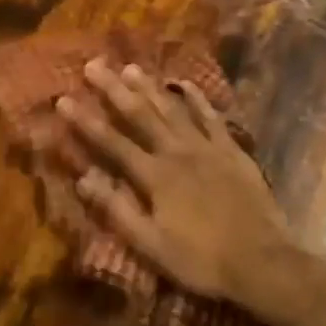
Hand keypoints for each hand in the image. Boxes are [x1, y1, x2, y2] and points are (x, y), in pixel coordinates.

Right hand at [56, 60, 304, 321]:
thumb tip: (84, 179)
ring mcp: (207, 148)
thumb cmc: (202, 260)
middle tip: (95, 64)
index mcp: (155, 177)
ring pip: (173, 110)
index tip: (63, 98)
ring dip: (150, 88)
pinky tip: (186, 85)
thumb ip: (118, 210)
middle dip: (114, 89)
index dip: (86, 121)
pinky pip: (211, 118)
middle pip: (140, 115)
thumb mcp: (151, 245)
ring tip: (131, 67)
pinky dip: (197, 100)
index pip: (112, 143)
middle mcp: (177, 153)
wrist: (262, 261)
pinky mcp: (232, 151)